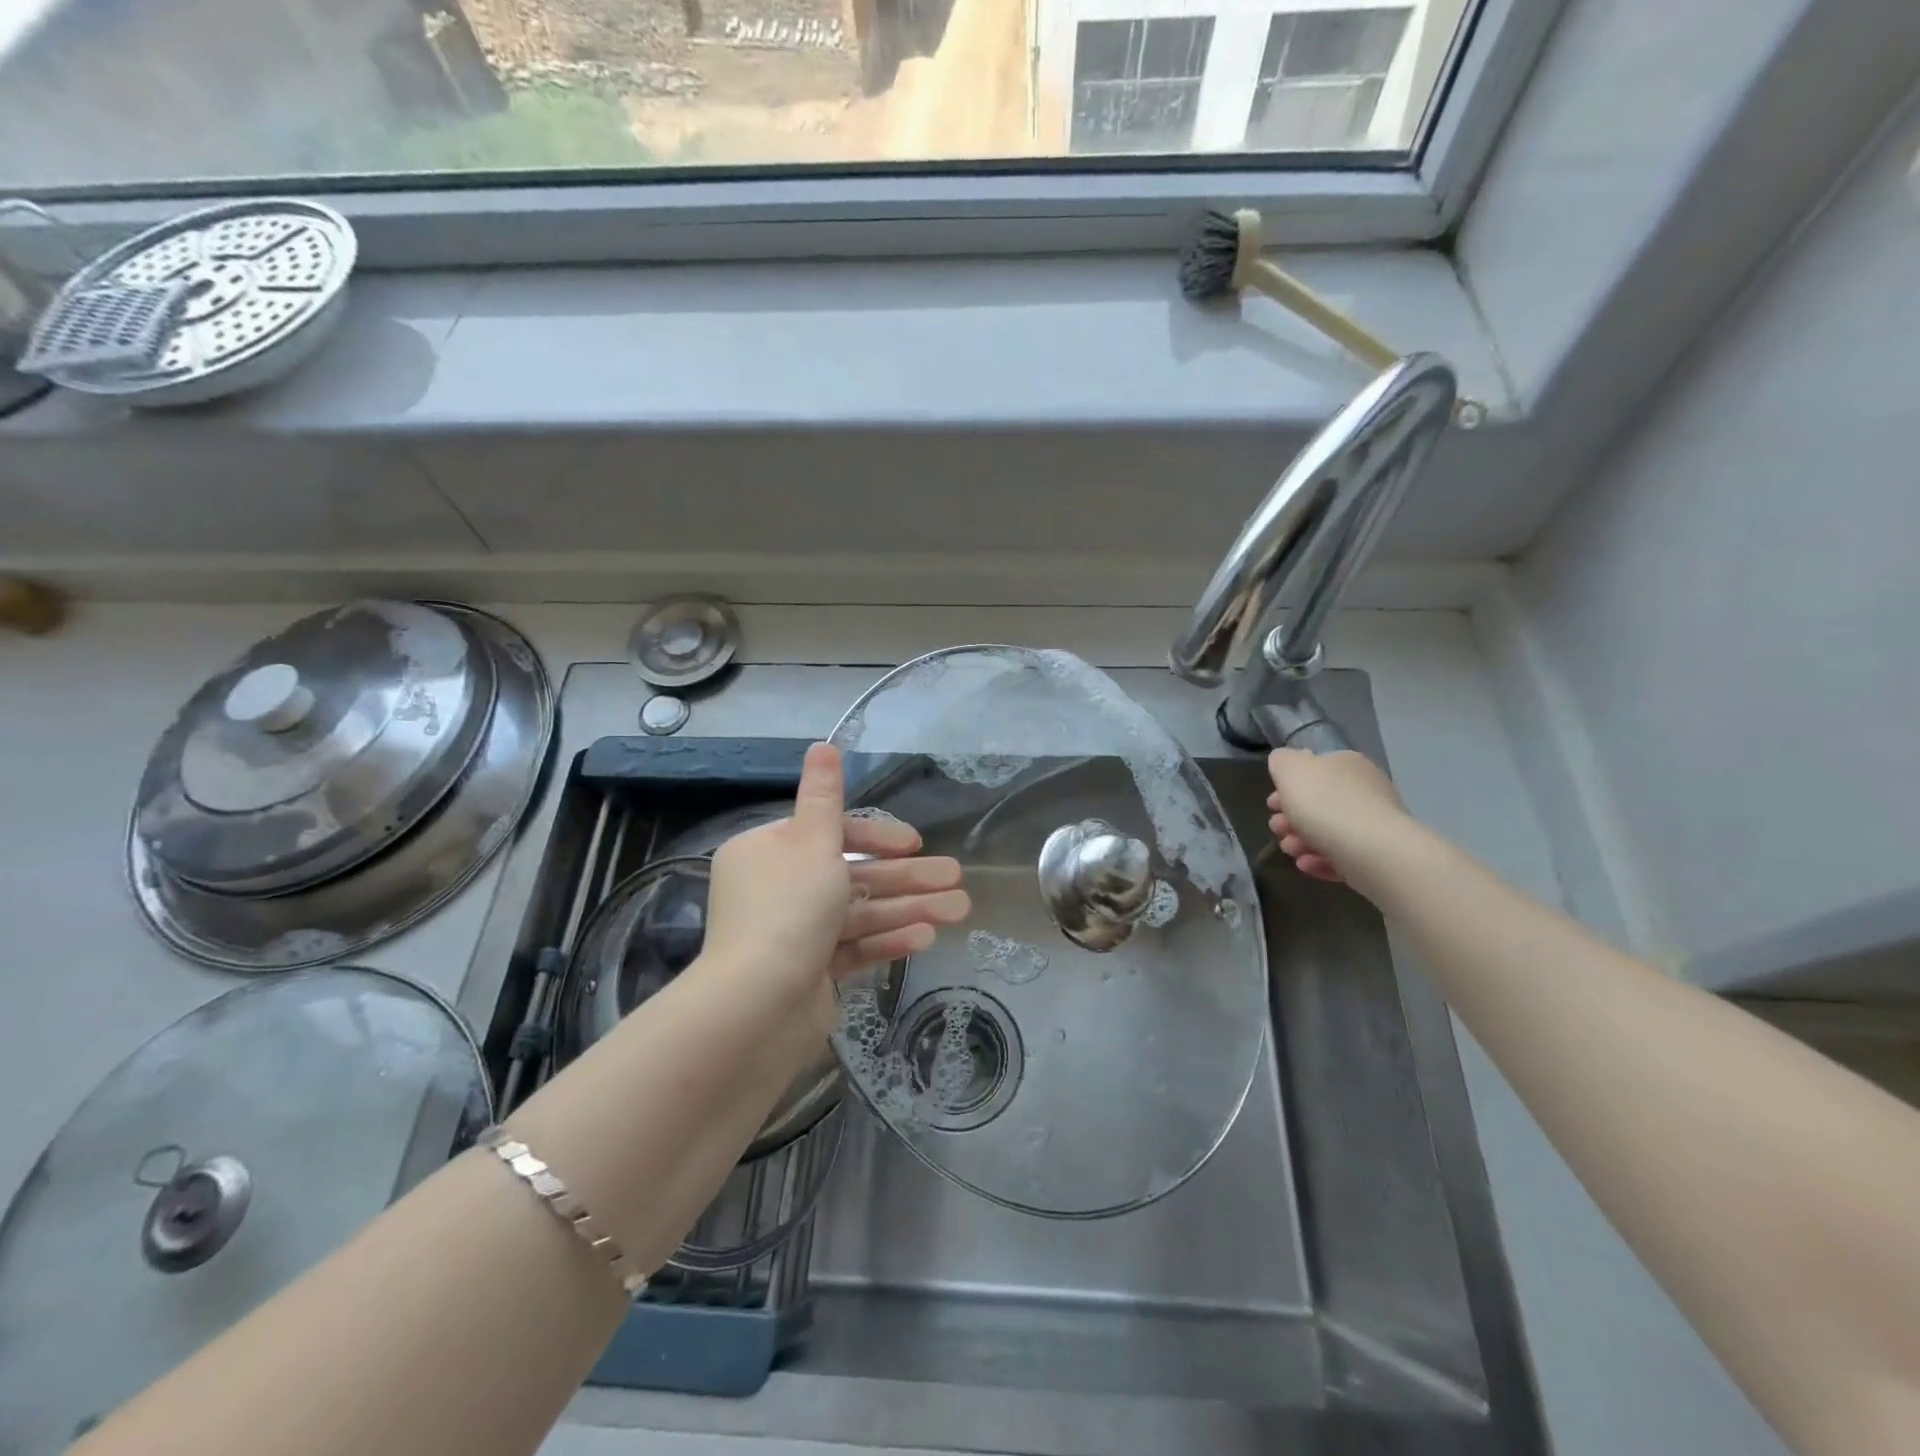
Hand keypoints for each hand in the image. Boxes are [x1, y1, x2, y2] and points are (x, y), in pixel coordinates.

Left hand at [702, 743, 969, 1015]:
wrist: (757, 1006)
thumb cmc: (789, 909)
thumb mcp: (812, 841)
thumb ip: (825, 795)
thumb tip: (822, 744)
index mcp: (768, 852)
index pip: (830, 834)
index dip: (877, 836)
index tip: (914, 843)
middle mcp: (777, 889)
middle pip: (852, 875)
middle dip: (907, 877)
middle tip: (956, 878)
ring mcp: (793, 934)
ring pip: (859, 912)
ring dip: (909, 908)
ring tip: (960, 910)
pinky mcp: (809, 971)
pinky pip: (853, 947)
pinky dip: (887, 939)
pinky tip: (927, 937)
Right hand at [1265, 747, 1412, 885]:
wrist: (1372, 851)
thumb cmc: (1325, 803)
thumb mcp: (1290, 769)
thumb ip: (1282, 761)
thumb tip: (1285, 764)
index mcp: (1347, 764)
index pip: (1314, 770)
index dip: (1287, 787)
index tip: (1272, 804)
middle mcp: (1365, 790)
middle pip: (1318, 803)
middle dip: (1291, 818)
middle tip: (1277, 828)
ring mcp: (1373, 824)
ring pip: (1327, 832)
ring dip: (1300, 841)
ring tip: (1290, 850)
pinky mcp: (1377, 856)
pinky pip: (1341, 856)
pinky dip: (1320, 860)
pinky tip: (1307, 864)